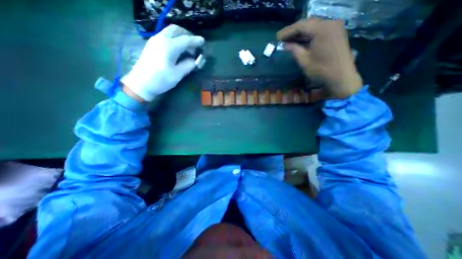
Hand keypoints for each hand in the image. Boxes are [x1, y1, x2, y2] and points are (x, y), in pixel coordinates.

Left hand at [121, 24, 202, 101]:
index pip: (186, 40)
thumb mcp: (178, 74)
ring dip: (181, 36)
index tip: (203, 42)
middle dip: (188, 35)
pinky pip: (165, 35)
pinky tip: (178, 49)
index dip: (195, 40)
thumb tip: (196, 60)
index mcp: (169, 47)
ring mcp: (155, 40)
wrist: (141, 83)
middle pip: (177, 30)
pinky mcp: (152, 44)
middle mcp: (161, 39)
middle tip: (195, 45)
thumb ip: (188, 65)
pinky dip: (174, 38)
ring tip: (188, 48)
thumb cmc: (161, 80)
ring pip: (170, 31)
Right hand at [275, 18, 362, 97]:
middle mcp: (330, 23)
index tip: (277, 37)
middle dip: (293, 31)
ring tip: (288, 40)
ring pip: (313, 27)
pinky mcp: (336, 34)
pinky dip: (308, 36)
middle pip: (308, 24)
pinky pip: (319, 31)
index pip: (301, 26)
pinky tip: (300, 41)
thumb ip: (294, 50)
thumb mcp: (304, 61)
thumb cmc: (321, 70)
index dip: (287, 31)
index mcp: (322, 29)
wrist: (341, 77)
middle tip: (281, 38)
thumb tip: (285, 45)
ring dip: (300, 33)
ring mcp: (334, 28)